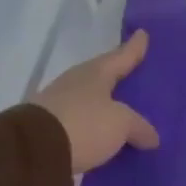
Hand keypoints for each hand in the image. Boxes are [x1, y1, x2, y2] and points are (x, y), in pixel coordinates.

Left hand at [30, 29, 159, 174]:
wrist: (34, 151)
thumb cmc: (84, 124)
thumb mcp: (121, 124)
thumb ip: (139, 127)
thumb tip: (152, 137)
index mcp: (95, 73)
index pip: (120, 56)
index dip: (134, 47)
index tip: (143, 34)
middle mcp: (76, 83)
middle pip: (102, 76)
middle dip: (118, 76)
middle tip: (135, 75)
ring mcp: (60, 105)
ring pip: (91, 100)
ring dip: (106, 105)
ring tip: (125, 111)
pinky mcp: (51, 129)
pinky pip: (82, 123)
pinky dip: (95, 126)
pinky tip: (106, 134)